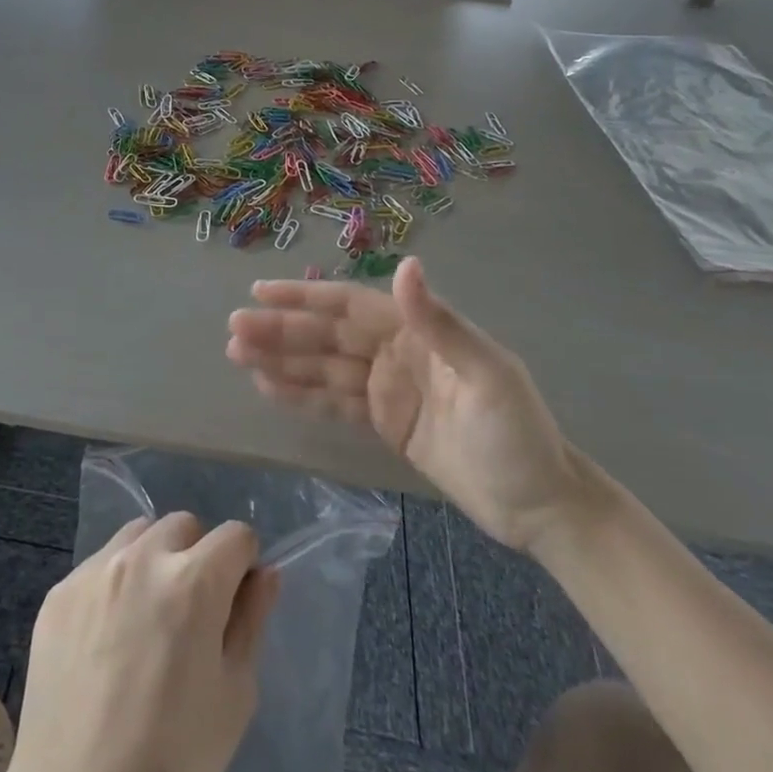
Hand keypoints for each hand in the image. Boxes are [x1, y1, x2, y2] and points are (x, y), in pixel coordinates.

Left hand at [0, 514, 278, 771]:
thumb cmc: (172, 764)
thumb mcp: (234, 697)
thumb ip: (251, 621)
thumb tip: (264, 574)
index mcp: (193, 582)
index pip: (236, 536)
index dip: (243, 565)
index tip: (235, 601)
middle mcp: (142, 560)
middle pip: (184, 526)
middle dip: (198, 556)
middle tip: (191, 614)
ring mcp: (94, 572)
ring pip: (138, 536)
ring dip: (153, 560)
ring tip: (146, 619)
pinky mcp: (58, 593)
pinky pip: (98, 565)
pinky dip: (113, 585)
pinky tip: (106, 641)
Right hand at [228, 256, 587, 551]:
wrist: (540, 505)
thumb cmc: (518, 435)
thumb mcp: (487, 375)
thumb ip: (441, 322)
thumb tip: (406, 265)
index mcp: (418, 331)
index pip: (349, 304)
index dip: (304, 296)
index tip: (259, 292)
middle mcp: (396, 351)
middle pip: (327, 335)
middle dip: (280, 331)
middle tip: (232, 331)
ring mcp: (387, 387)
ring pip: (323, 367)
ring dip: (281, 359)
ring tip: (237, 355)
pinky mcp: (384, 422)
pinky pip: (334, 402)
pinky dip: (300, 394)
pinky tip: (268, 386)